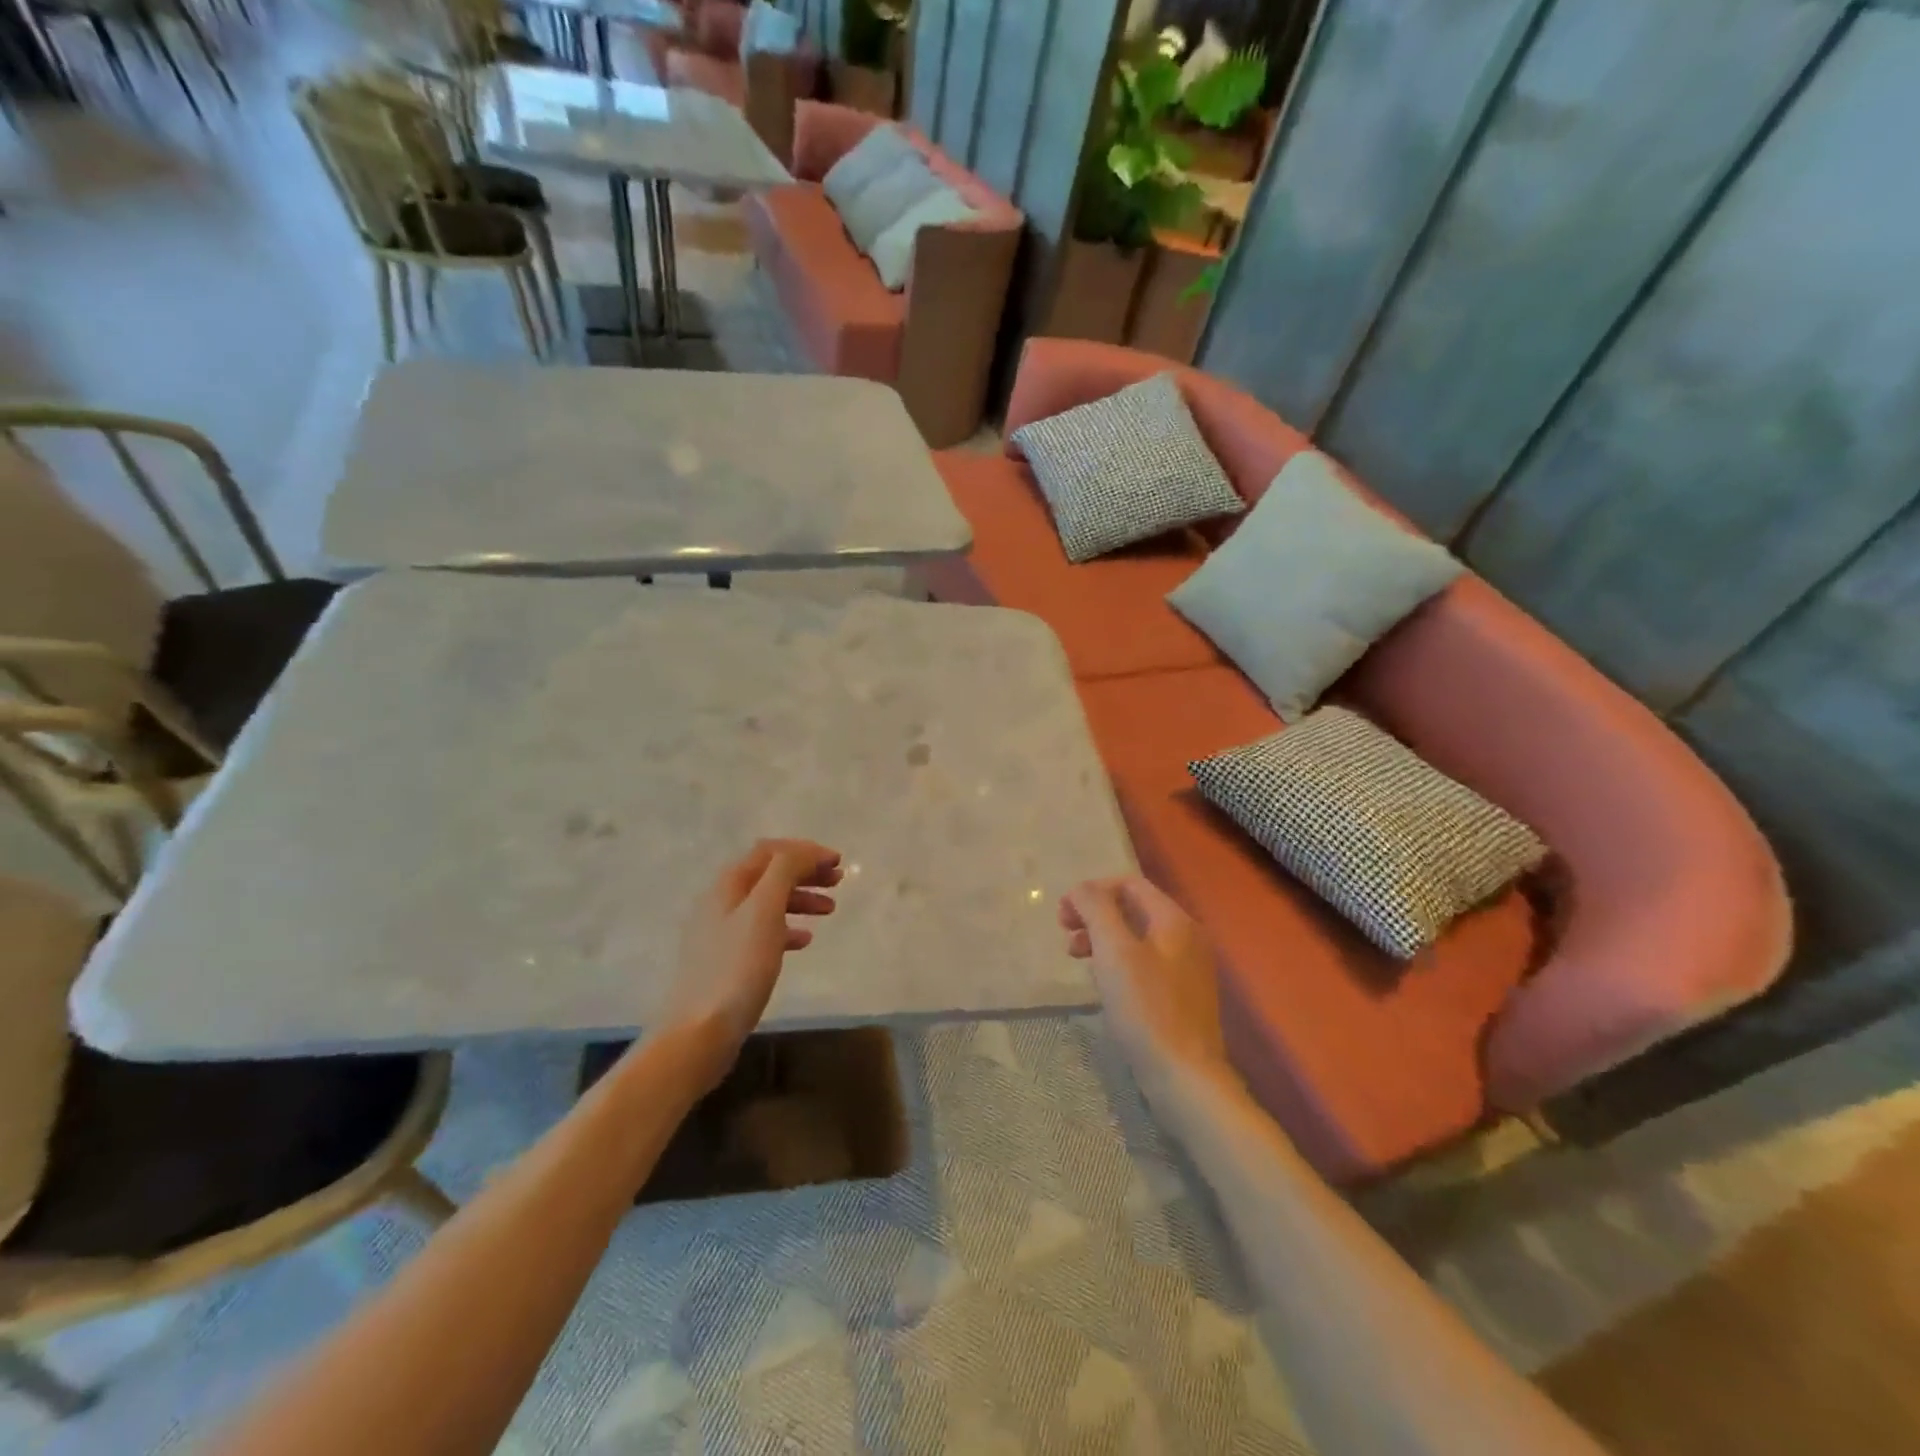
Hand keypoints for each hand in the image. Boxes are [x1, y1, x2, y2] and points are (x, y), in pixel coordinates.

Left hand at [656, 838, 842, 1089]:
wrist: (700, 1032)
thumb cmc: (738, 968)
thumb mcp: (765, 910)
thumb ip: (785, 871)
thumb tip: (806, 852)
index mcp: (728, 884)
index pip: (770, 851)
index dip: (805, 851)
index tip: (837, 862)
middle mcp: (721, 902)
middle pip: (769, 874)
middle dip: (805, 873)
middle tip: (838, 883)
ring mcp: (722, 932)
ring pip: (768, 903)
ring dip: (800, 899)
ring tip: (829, 911)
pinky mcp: (727, 960)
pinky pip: (763, 931)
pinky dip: (788, 928)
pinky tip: (805, 940)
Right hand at [1060, 876, 1226, 1075]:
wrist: (1185, 1077)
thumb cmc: (1146, 1008)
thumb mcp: (1115, 951)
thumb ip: (1097, 909)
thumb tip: (1082, 889)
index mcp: (1175, 921)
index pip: (1129, 884)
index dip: (1093, 891)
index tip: (1063, 914)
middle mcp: (1186, 938)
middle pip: (1132, 909)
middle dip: (1095, 915)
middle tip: (1065, 934)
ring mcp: (1186, 969)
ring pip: (1136, 938)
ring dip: (1102, 939)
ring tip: (1077, 959)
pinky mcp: (1180, 996)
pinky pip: (1143, 963)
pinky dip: (1117, 962)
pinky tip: (1102, 983)